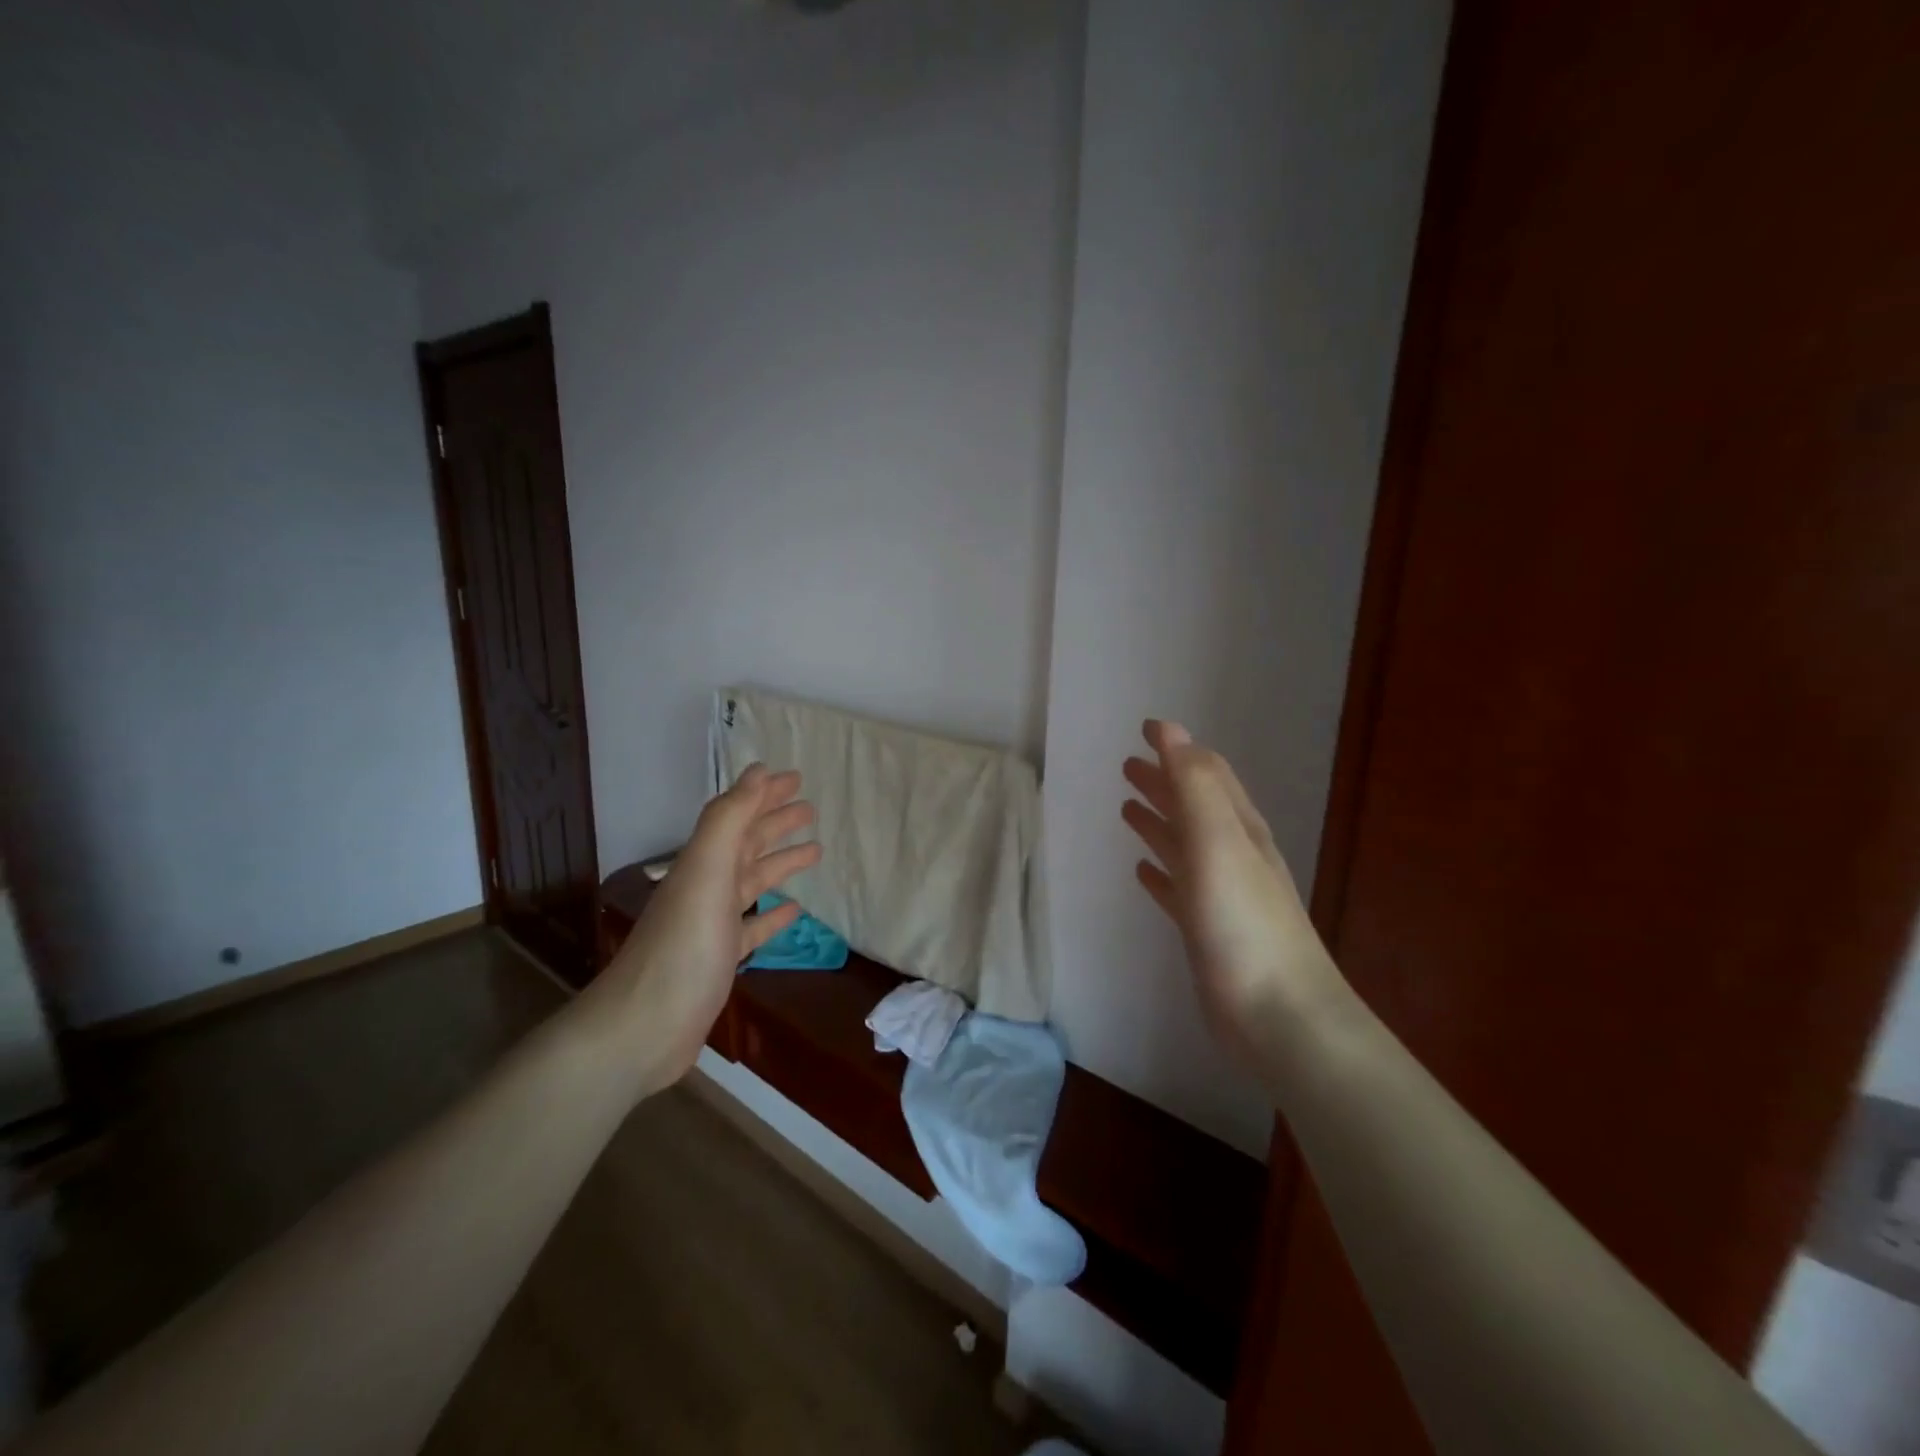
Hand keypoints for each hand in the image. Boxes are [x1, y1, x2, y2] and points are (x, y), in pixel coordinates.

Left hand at [599, 764, 820, 1095]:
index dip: (764, 794)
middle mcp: (706, 886)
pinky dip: (773, 915)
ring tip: (815, 852)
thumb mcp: (706, 871)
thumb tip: (756, 770)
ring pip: (752, 882)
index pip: (738, 815)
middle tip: (811, 810)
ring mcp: (712, 925)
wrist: (644, 1028)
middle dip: (776, 823)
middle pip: (746, 845)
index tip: (796, 778)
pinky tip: (794, 911)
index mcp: (704, 862)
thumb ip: (730, 819)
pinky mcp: (720, 960)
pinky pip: (752, 927)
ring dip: (781, 864)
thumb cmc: (683, 945)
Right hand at [1122, 720, 1342, 1063]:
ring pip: (1183, 845)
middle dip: (1163, 782)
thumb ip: (1194, 786)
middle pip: (1193, 806)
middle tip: (1127, 765)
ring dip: (1158, 822)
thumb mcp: (1218, 841)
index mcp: (1237, 828)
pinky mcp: (1207, 932)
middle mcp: (1232, 854)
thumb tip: (1171, 731)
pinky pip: (1177, 889)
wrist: (1278, 1016)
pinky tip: (1142, 873)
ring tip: (1127, 808)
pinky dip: (1160, 873)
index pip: (1207, 773)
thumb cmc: (1243, 922)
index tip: (1146, 729)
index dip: (1177, 748)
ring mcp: (1220, 895)